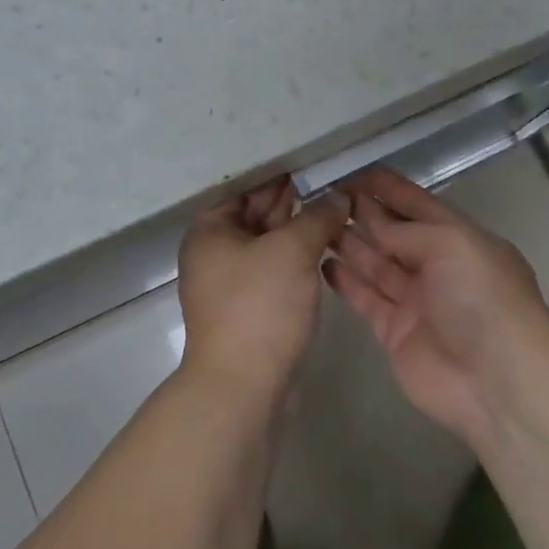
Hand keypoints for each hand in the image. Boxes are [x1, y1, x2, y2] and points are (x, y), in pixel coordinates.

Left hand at [178, 178, 350, 407]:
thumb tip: (338, 196)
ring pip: (268, 245)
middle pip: (255, 215)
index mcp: (210, 231)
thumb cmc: (260, 306)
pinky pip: (274, 270)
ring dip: (298, 229)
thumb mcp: (292, 250)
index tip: (312, 162)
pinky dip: (296, 258)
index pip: (244, 189)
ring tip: (337, 209)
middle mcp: (214, 254)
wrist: (243, 386)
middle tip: (331, 181)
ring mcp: (232, 284)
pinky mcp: (250, 309)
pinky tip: (326, 247)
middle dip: (292, 200)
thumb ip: (317, 217)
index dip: (277, 174)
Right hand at [324, 167, 548, 443]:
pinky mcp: (395, 331)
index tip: (350, 171)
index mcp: (459, 238)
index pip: (417, 203)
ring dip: (349, 242)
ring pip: (376, 263)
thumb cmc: (482, 298)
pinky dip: (346, 281)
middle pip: (393, 232)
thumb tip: (372, 220)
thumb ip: (407, 230)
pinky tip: (322, 262)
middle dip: (362, 212)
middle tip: (321, 194)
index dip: (387, 187)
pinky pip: (366, 298)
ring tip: (314, 222)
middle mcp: (437, 265)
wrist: (497, 381)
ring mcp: (415, 300)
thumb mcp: (452, 244)